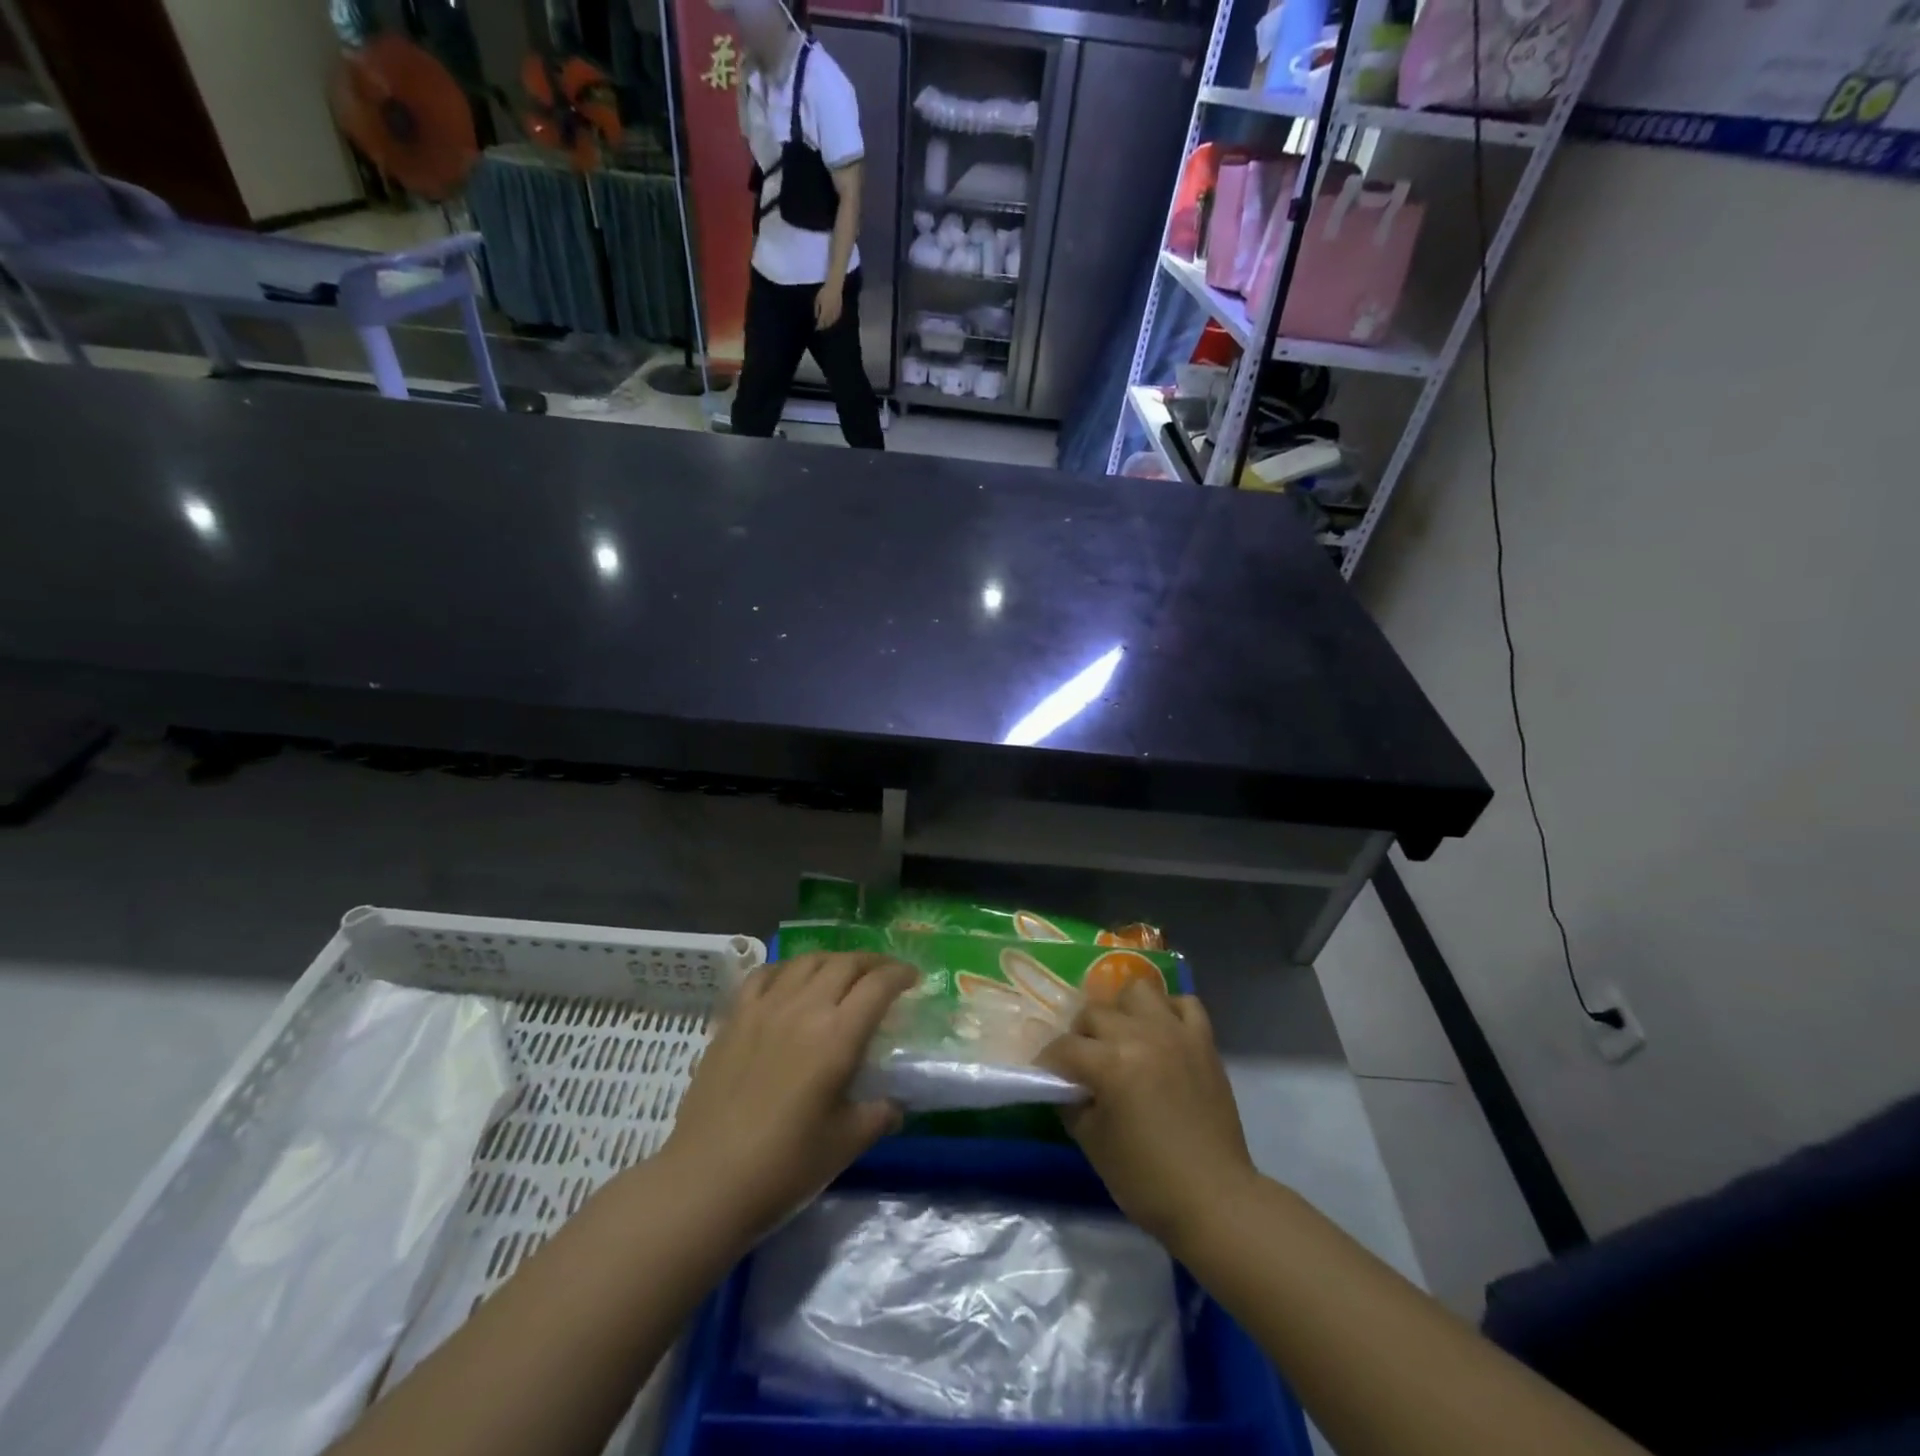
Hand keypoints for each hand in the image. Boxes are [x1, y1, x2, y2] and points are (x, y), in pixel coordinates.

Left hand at [659, 953, 912, 1240]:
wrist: (707, 1181)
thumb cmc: (784, 1166)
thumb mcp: (846, 1144)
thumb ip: (879, 1115)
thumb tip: (894, 1105)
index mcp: (838, 1035)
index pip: (878, 985)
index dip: (900, 974)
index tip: (913, 978)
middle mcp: (804, 1008)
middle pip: (845, 963)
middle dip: (872, 962)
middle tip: (884, 974)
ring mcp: (765, 1008)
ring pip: (806, 961)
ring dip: (833, 960)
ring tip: (842, 973)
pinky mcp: (735, 1017)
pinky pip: (765, 975)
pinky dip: (787, 969)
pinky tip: (791, 981)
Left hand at [814, 281, 843, 330]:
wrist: (834, 287)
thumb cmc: (824, 292)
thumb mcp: (817, 300)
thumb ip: (816, 310)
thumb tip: (816, 318)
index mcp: (824, 312)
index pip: (821, 322)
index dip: (818, 326)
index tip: (816, 329)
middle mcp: (830, 315)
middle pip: (827, 324)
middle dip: (823, 327)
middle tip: (820, 328)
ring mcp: (836, 314)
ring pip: (832, 323)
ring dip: (828, 325)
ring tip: (825, 326)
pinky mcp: (839, 312)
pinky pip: (836, 319)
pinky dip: (832, 322)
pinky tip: (831, 322)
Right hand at [1037, 978, 1258, 1248]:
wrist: (1215, 1200)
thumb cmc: (1148, 1180)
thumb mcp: (1093, 1144)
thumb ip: (1072, 1103)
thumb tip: (1066, 1084)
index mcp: (1110, 1063)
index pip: (1064, 1048)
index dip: (1048, 1062)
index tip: (1045, 1075)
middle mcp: (1141, 1035)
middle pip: (1094, 1013)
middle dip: (1080, 1036)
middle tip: (1082, 1063)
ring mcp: (1176, 1034)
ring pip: (1138, 992)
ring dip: (1122, 1011)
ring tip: (1122, 1038)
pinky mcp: (1204, 1042)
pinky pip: (1185, 1004)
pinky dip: (1168, 1011)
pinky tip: (1160, 1034)